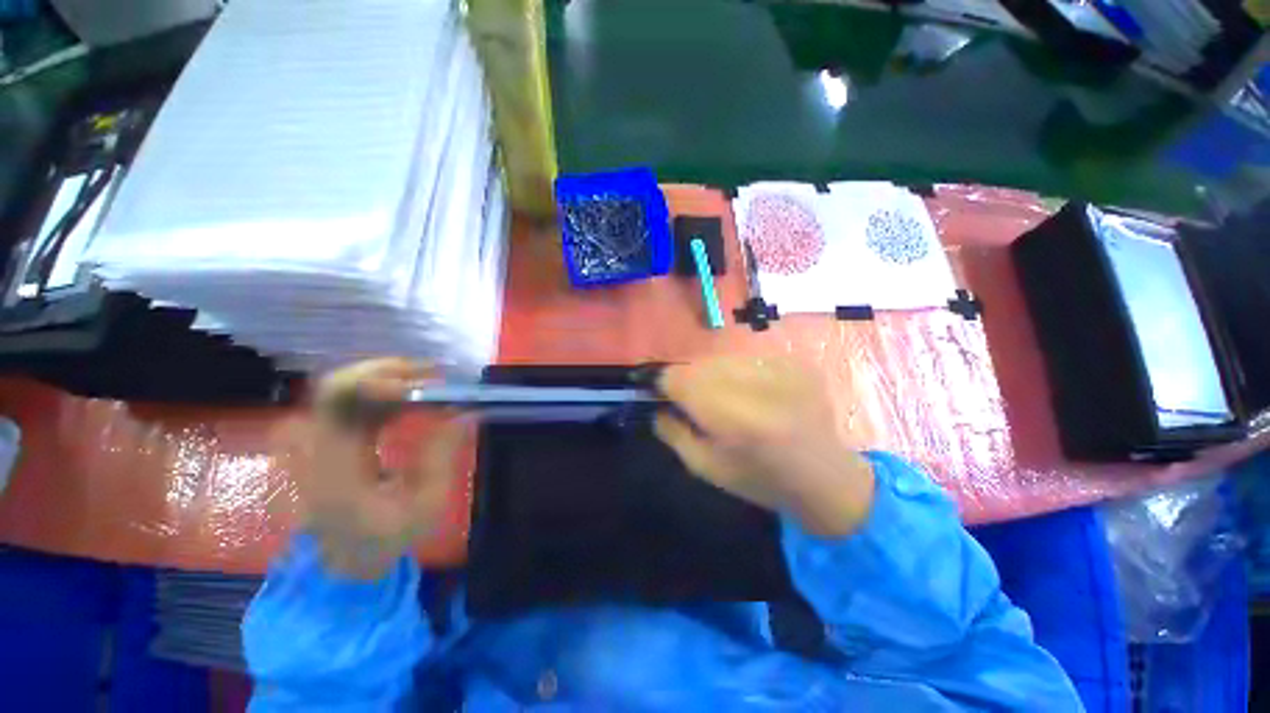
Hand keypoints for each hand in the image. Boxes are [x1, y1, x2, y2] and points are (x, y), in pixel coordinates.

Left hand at [278, 358, 466, 578]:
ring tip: (431, 383)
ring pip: (348, 389)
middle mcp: (318, 446)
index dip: (377, 379)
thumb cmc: (388, 539)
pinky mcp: (332, 441)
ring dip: (390, 379)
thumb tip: (462, 412)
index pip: (337, 400)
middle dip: (388, 371)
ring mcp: (321, 442)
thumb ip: (442, 455)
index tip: (425, 381)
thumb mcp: (426, 505)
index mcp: (334, 466)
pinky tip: (415, 399)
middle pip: (338, 385)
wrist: (347, 562)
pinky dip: (387, 394)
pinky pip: (357, 403)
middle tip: (434, 374)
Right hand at [654, 356, 874, 536]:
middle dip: (688, 379)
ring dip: (713, 374)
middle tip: (691, 399)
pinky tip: (750, 394)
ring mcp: (783, 369)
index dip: (663, 381)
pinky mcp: (796, 362)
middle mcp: (760, 385)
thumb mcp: (705, 467)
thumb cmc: (760, 481)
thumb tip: (656, 403)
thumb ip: (672, 431)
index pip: (681, 379)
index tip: (658, 391)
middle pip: (700, 364)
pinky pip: (748, 358)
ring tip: (723, 398)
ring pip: (723, 358)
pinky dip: (739, 373)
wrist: (826, 479)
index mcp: (735, 419)